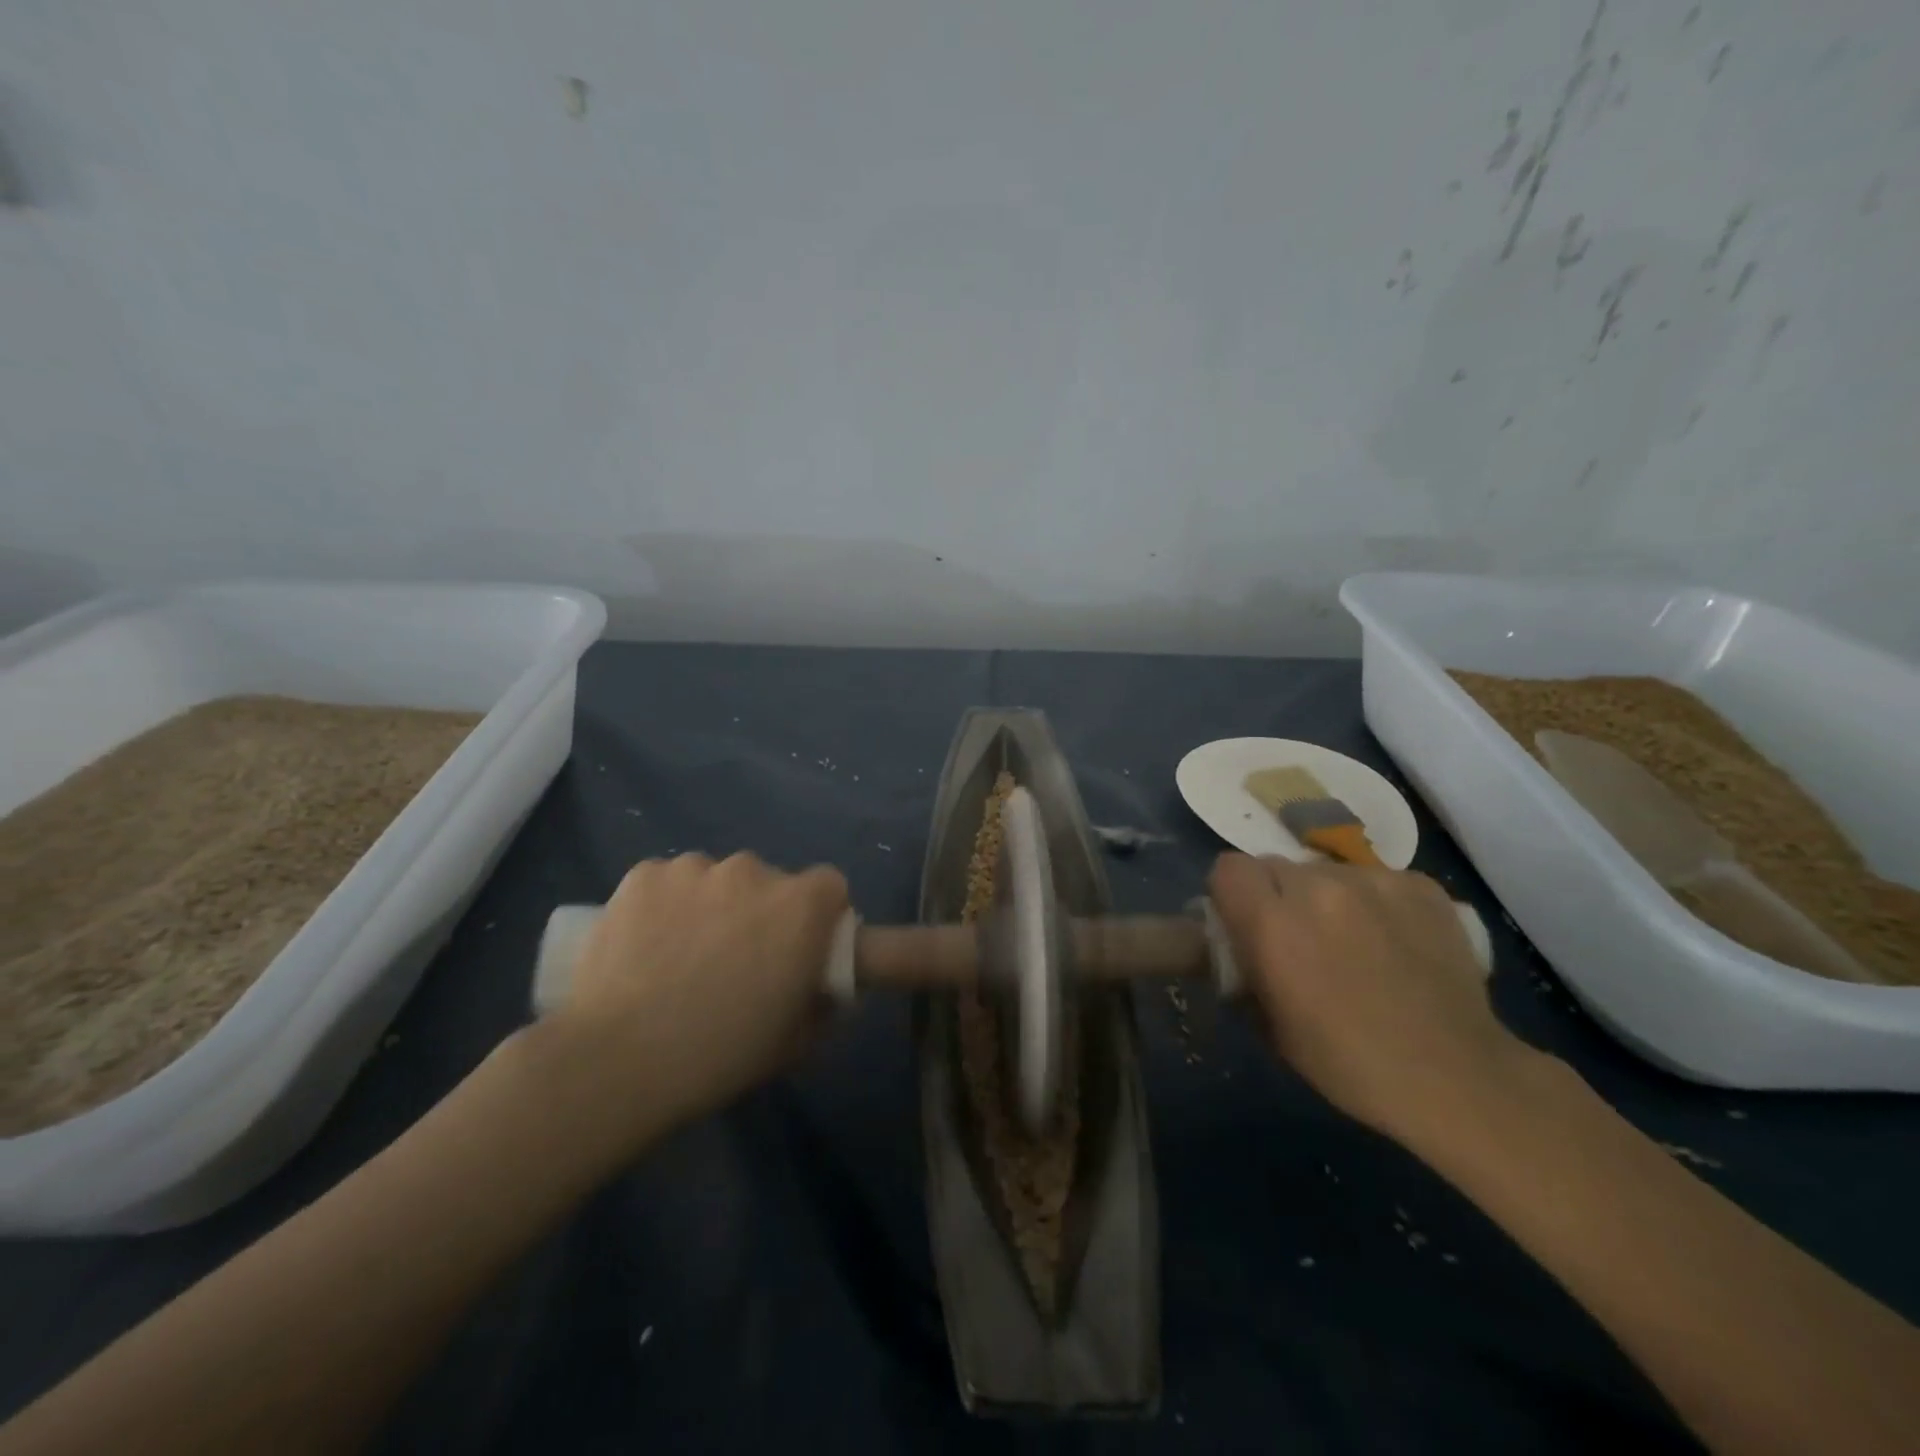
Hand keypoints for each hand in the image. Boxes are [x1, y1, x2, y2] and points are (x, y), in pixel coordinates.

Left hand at [543, 852, 848, 1142]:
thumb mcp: (797, 1042)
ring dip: (712, 906)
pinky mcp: (644, 875)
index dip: (820, 917)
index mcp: (801, 907)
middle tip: (737, 962)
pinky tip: (644, 946)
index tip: (801, 950)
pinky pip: (668, 883)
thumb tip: (826, 988)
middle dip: (762, 913)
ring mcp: (694, 868)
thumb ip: (824, 1003)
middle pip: (769, 883)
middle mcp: (753, 871)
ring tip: (681, 957)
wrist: (616, 1062)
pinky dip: (664, 905)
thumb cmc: (720, 1055)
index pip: (830, 887)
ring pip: (715, 880)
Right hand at [1208, 853, 1534, 1149]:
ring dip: (1327, 898)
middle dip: (1279, 896)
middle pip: (1276, 866)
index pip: (1229, 868)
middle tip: (1300, 937)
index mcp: (1272, 922)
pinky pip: (1377, 880)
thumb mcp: (1270, 1025)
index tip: (1246, 922)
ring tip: (1355, 941)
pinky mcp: (1420, 886)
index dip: (1232, 894)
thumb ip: (1246, 968)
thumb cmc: (1348, 1063)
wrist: (1456, 1077)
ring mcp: (1373, 881)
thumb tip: (1240, 946)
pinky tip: (1395, 941)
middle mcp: (1318, 886)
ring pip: (1327, 872)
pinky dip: (1376, 902)